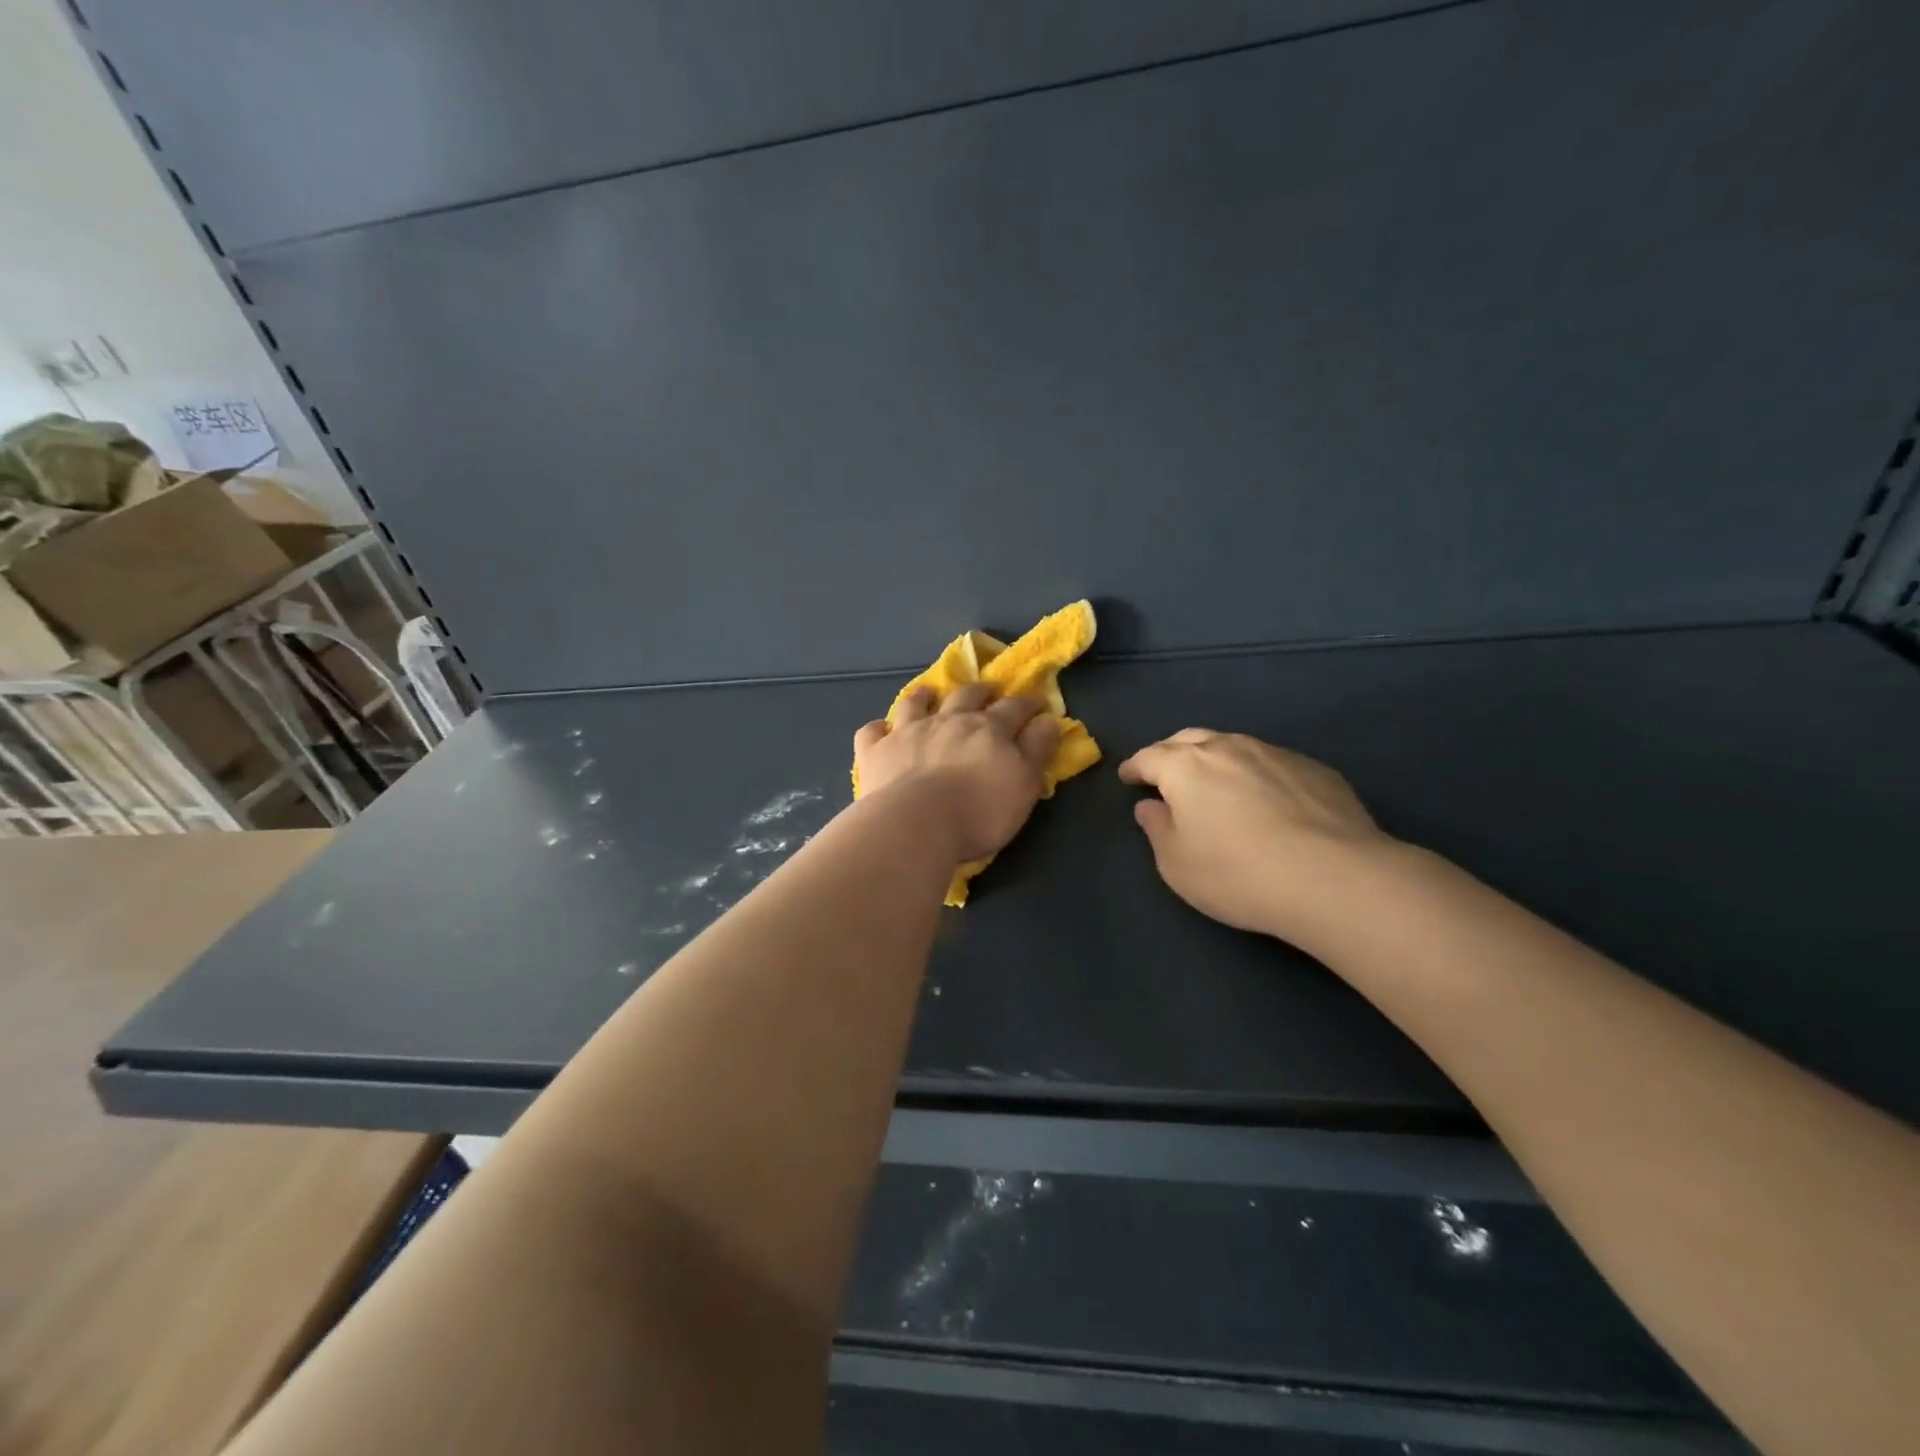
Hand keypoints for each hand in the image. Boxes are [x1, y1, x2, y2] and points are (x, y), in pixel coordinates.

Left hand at [855, 684, 1059, 863]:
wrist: (917, 823)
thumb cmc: (980, 811)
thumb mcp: (1025, 784)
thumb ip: (1037, 750)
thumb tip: (1049, 720)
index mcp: (988, 729)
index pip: (1014, 708)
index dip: (1028, 703)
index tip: (1037, 702)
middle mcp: (948, 720)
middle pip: (966, 696)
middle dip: (980, 690)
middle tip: (988, 689)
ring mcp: (908, 732)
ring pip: (915, 703)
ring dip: (924, 695)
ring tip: (928, 692)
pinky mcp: (876, 751)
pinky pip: (872, 732)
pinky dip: (878, 728)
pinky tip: (881, 731)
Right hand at [1118, 730, 1389, 940]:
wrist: (1334, 878)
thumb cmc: (1238, 873)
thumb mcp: (1177, 864)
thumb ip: (1157, 828)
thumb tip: (1151, 806)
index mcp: (1186, 767)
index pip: (1149, 757)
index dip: (1134, 767)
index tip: (1128, 777)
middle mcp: (1228, 747)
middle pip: (1190, 740)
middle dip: (1171, 753)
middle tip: (1165, 773)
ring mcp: (1275, 754)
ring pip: (1233, 746)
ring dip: (1216, 759)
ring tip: (1216, 783)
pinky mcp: (1314, 769)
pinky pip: (1271, 763)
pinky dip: (1256, 774)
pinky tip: (1267, 800)